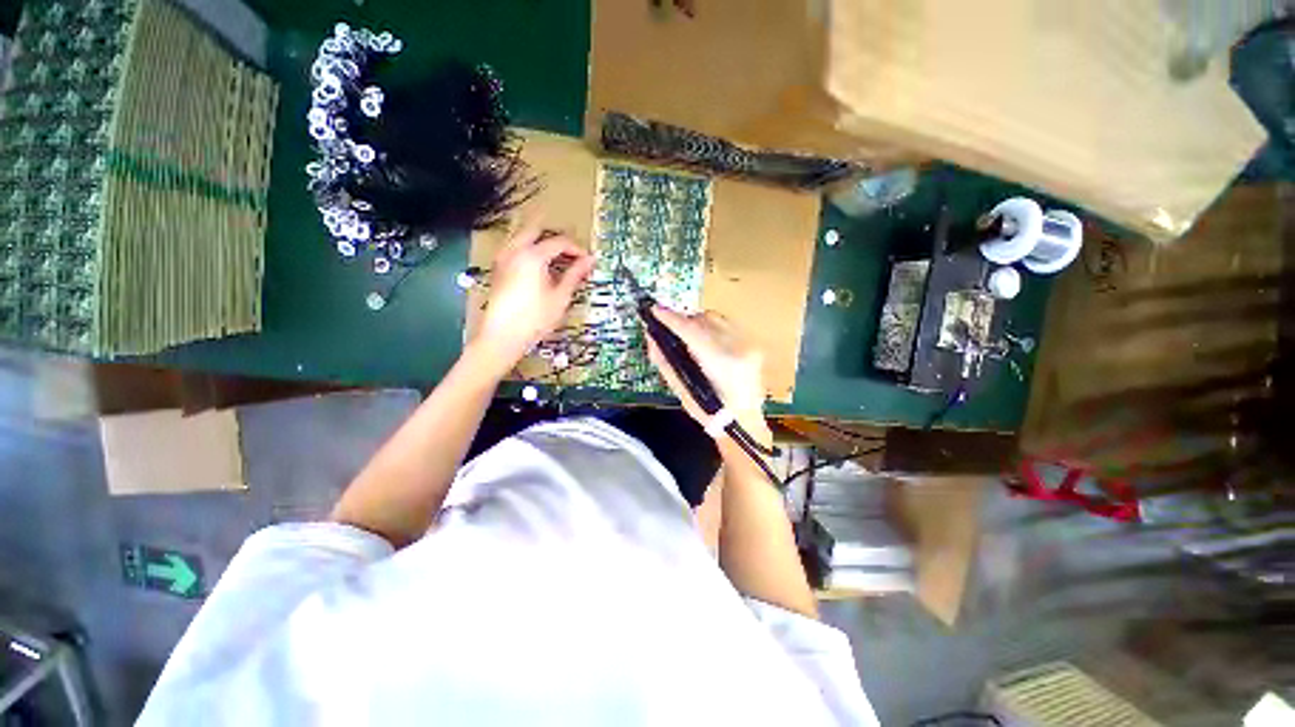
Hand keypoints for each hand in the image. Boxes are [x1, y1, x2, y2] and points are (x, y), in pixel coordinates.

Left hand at [474, 222, 594, 366]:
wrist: (503, 336)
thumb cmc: (534, 319)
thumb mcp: (560, 297)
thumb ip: (575, 275)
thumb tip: (589, 261)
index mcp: (532, 256)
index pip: (559, 242)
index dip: (577, 249)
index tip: (587, 260)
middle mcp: (515, 251)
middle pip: (536, 230)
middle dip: (556, 239)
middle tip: (571, 253)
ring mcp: (503, 259)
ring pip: (522, 237)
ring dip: (541, 243)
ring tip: (557, 260)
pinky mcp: (498, 270)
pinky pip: (515, 249)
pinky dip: (529, 251)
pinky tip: (540, 269)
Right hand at [645, 306, 771, 447]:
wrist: (746, 422)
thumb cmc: (712, 414)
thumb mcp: (684, 393)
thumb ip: (666, 364)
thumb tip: (651, 338)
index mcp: (723, 365)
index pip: (692, 332)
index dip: (671, 319)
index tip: (654, 310)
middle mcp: (740, 348)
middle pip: (705, 319)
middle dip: (684, 322)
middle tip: (669, 331)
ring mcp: (750, 344)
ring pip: (716, 318)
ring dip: (697, 324)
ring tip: (687, 339)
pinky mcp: (753, 343)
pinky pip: (725, 325)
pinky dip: (710, 328)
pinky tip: (705, 343)